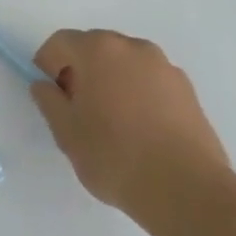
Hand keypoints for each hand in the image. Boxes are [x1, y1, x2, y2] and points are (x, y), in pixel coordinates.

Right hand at [30, 29, 232, 226]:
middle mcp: (133, 47)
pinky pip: (151, 82)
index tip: (51, 95)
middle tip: (79, 108)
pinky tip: (141, 130)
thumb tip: (46, 86)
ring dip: (112, 81)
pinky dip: (139, 95)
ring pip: (125, 65)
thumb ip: (48, 100)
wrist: (188, 192)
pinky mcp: (189, 92)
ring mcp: (165, 68)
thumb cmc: (116, 156)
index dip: (48, 65)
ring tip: (113, 122)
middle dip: (81, 71)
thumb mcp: (65, 131)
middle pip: (95, 48)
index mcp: (98, 49)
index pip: (60, 42)